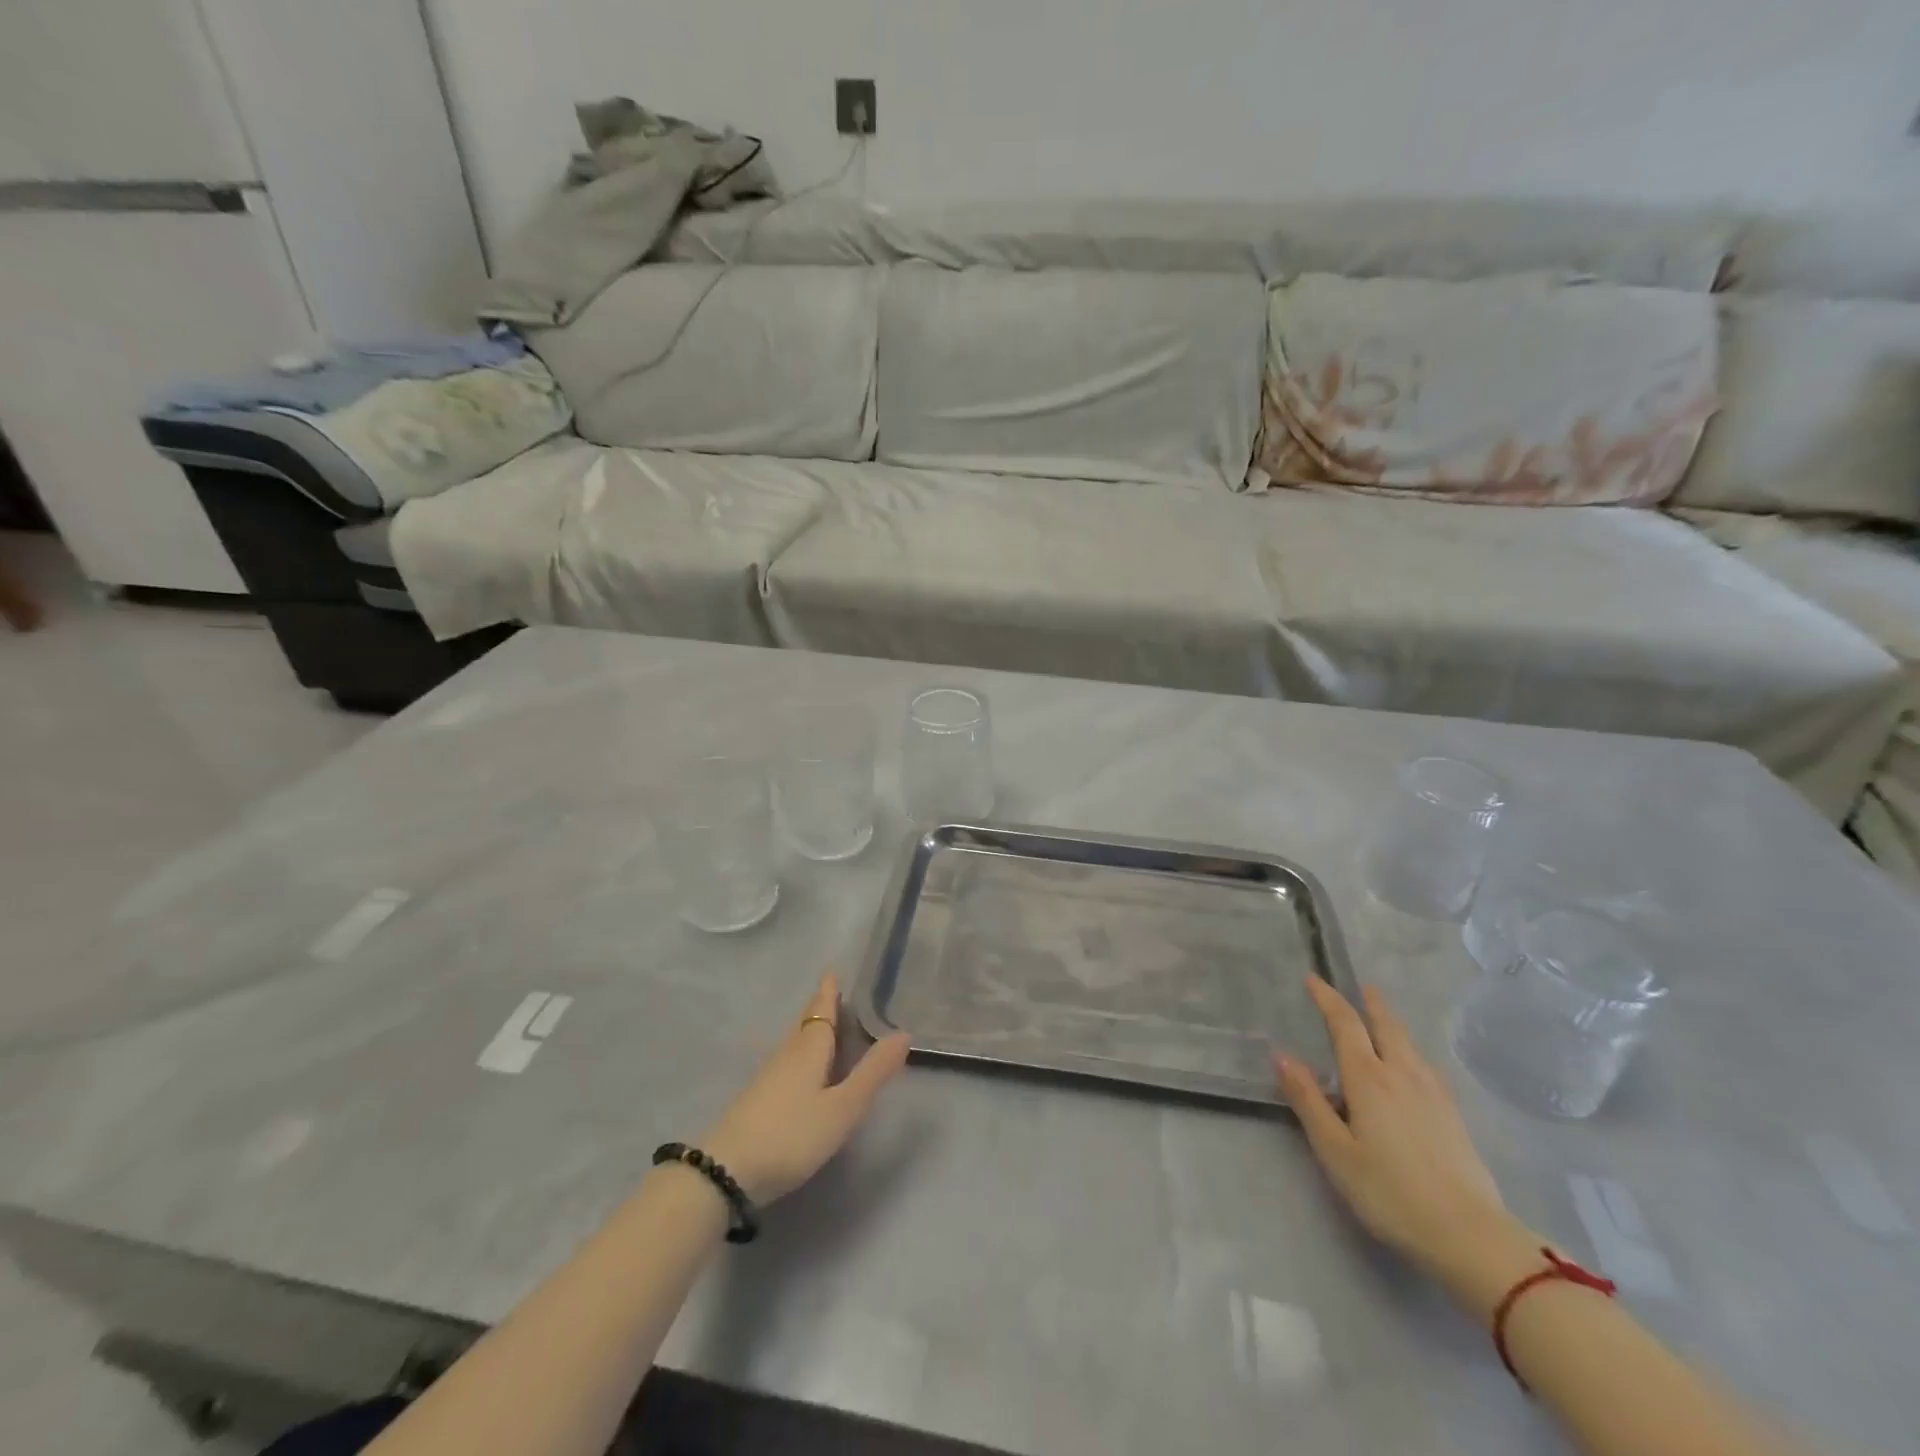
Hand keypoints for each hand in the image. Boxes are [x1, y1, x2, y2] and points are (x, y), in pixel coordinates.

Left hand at [699, 973, 911, 1204]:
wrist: (725, 1172)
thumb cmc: (791, 1134)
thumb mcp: (842, 1108)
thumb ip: (873, 1073)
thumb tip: (904, 1033)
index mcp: (809, 1049)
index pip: (821, 1010)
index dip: (828, 991)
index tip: (832, 970)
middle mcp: (787, 1054)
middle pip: (805, 1023)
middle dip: (818, 1006)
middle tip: (831, 991)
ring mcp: (767, 1077)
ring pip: (793, 1042)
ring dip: (808, 1028)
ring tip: (821, 1023)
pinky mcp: (756, 1099)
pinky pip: (785, 1060)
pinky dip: (798, 1052)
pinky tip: (798, 1067)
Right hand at [1276, 979, 1539, 1315]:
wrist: (1470, 1236)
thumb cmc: (1390, 1192)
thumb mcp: (1335, 1150)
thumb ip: (1308, 1101)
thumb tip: (1282, 1056)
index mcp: (1368, 1078)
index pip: (1345, 1024)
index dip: (1327, 998)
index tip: (1312, 979)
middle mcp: (1402, 1074)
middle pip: (1386, 1026)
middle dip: (1370, 1003)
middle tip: (1360, 986)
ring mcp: (1433, 1094)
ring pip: (1409, 1044)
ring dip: (1391, 1024)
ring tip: (1382, 1019)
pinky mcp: (1454, 1116)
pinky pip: (1425, 1066)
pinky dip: (1411, 1050)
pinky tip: (1413, 1066)